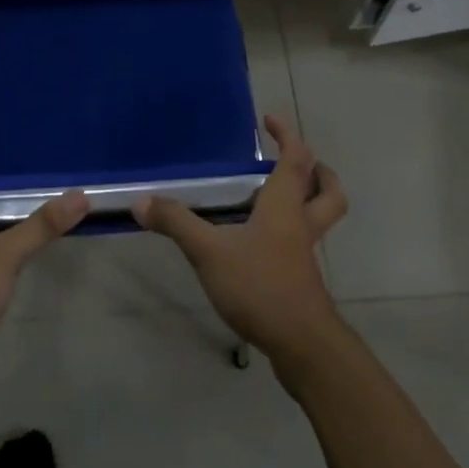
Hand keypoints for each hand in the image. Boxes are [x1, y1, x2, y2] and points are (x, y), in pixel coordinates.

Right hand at [133, 114, 347, 364]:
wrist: (303, 347)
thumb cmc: (261, 286)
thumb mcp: (209, 252)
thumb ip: (176, 224)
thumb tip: (141, 201)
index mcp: (285, 206)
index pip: (295, 159)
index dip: (287, 135)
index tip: (270, 120)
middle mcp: (301, 225)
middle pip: (327, 192)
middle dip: (320, 172)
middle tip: (300, 162)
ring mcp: (304, 256)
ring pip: (320, 219)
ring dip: (310, 202)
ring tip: (279, 199)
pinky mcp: (302, 283)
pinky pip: (303, 246)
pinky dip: (292, 234)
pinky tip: (262, 245)